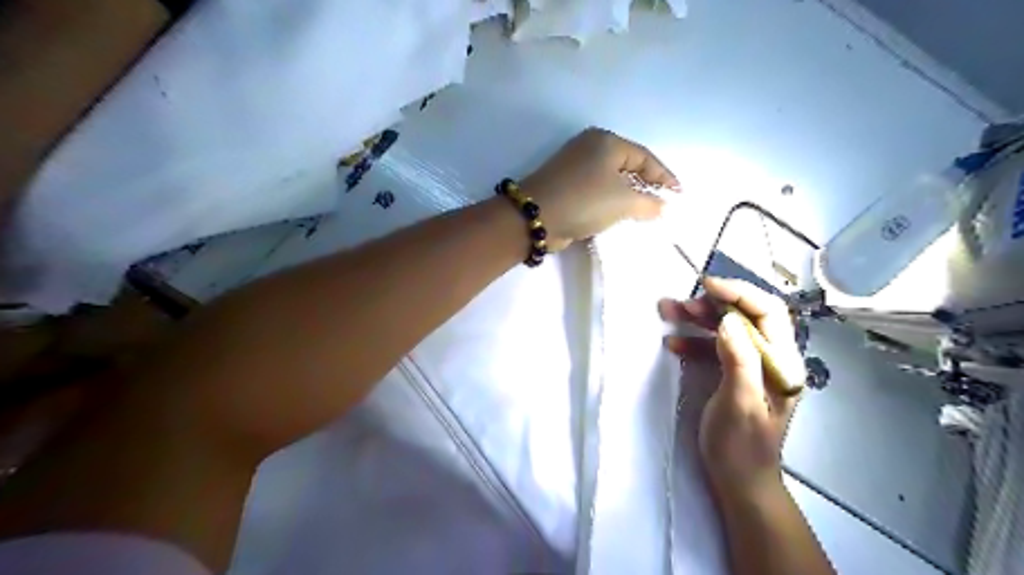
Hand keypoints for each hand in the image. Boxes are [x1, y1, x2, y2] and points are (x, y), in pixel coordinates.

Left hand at [521, 128, 676, 251]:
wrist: (536, 217)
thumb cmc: (584, 201)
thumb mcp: (623, 201)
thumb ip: (649, 203)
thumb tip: (663, 207)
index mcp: (606, 142)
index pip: (644, 157)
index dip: (664, 176)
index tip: (679, 194)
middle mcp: (590, 147)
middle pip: (627, 165)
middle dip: (646, 184)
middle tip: (664, 202)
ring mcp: (575, 165)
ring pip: (611, 179)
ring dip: (628, 195)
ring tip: (645, 212)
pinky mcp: (566, 184)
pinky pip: (597, 190)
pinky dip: (610, 201)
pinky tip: (619, 215)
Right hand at [661, 279, 803, 497]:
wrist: (739, 481)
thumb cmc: (741, 446)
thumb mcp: (740, 403)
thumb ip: (738, 359)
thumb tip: (728, 319)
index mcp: (782, 363)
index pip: (768, 312)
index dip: (739, 292)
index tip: (707, 285)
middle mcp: (772, 358)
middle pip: (747, 315)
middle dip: (713, 304)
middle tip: (681, 303)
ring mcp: (752, 366)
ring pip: (728, 328)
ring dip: (698, 318)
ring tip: (668, 311)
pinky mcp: (734, 374)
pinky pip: (715, 347)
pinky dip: (694, 340)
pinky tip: (673, 342)